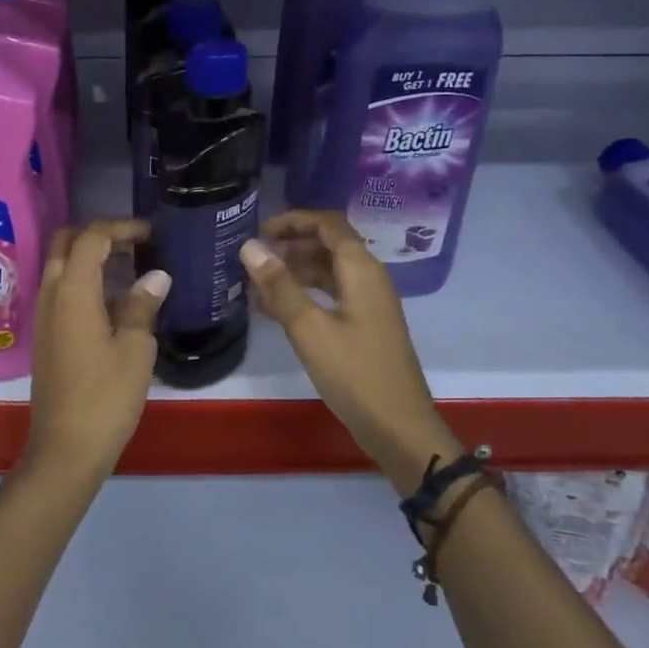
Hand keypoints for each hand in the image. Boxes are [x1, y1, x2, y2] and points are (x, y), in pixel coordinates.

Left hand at [26, 220, 169, 478]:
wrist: (65, 448)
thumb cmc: (105, 396)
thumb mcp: (135, 348)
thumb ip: (142, 305)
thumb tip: (155, 275)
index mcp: (72, 289)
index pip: (92, 236)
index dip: (121, 227)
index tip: (152, 234)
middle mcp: (50, 292)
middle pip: (66, 242)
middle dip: (99, 234)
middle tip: (136, 243)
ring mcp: (44, 314)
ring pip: (61, 265)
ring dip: (91, 257)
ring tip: (132, 267)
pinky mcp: (46, 334)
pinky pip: (61, 289)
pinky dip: (85, 281)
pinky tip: (116, 300)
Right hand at [239, 211, 459, 493]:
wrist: (398, 427)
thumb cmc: (354, 373)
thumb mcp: (309, 328)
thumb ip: (279, 285)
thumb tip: (250, 246)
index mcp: (361, 270)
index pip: (328, 224)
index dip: (293, 220)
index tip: (259, 230)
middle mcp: (368, 278)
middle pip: (328, 244)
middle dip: (290, 245)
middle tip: (253, 258)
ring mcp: (369, 303)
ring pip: (328, 271)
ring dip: (294, 271)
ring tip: (256, 282)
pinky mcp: (365, 325)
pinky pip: (331, 294)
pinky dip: (304, 293)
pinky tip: (274, 308)